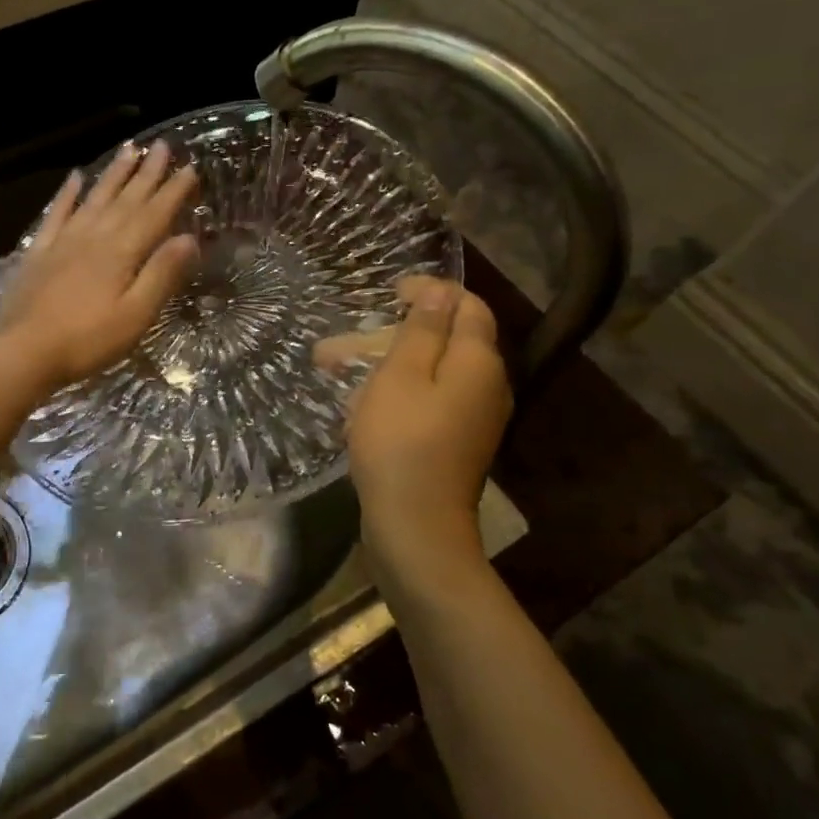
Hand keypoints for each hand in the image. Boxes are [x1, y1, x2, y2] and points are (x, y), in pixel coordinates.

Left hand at [0, 140, 199, 390]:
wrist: (22, 351)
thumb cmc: (86, 341)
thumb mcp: (135, 316)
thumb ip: (161, 275)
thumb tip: (189, 238)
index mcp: (121, 253)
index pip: (154, 215)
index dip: (173, 192)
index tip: (191, 168)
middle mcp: (94, 237)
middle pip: (126, 199)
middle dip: (147, 173)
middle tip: (163, 146)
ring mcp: (63, 242)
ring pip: (94, 198)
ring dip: (113, 174)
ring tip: (128, 149)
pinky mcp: (39, 253)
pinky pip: (56, 214)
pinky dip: (67, 194)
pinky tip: (75, 177)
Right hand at [327, 276, 512, 568]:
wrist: (416, 527)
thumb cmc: (401, 443)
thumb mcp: (400, 376)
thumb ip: (421, 330)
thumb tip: (440, 292)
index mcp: (478, 361)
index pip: (466, 306)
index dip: (431, 291)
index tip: (390, 291)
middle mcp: (486, 385)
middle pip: (445, 340)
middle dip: (391, 334)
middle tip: (339, 343)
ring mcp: (474, 417)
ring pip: (430, 372)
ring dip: (384, 364)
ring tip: (332, 370)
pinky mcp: (456, 442)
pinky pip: (429, 400)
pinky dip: (395, 392)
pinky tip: (358, 405)